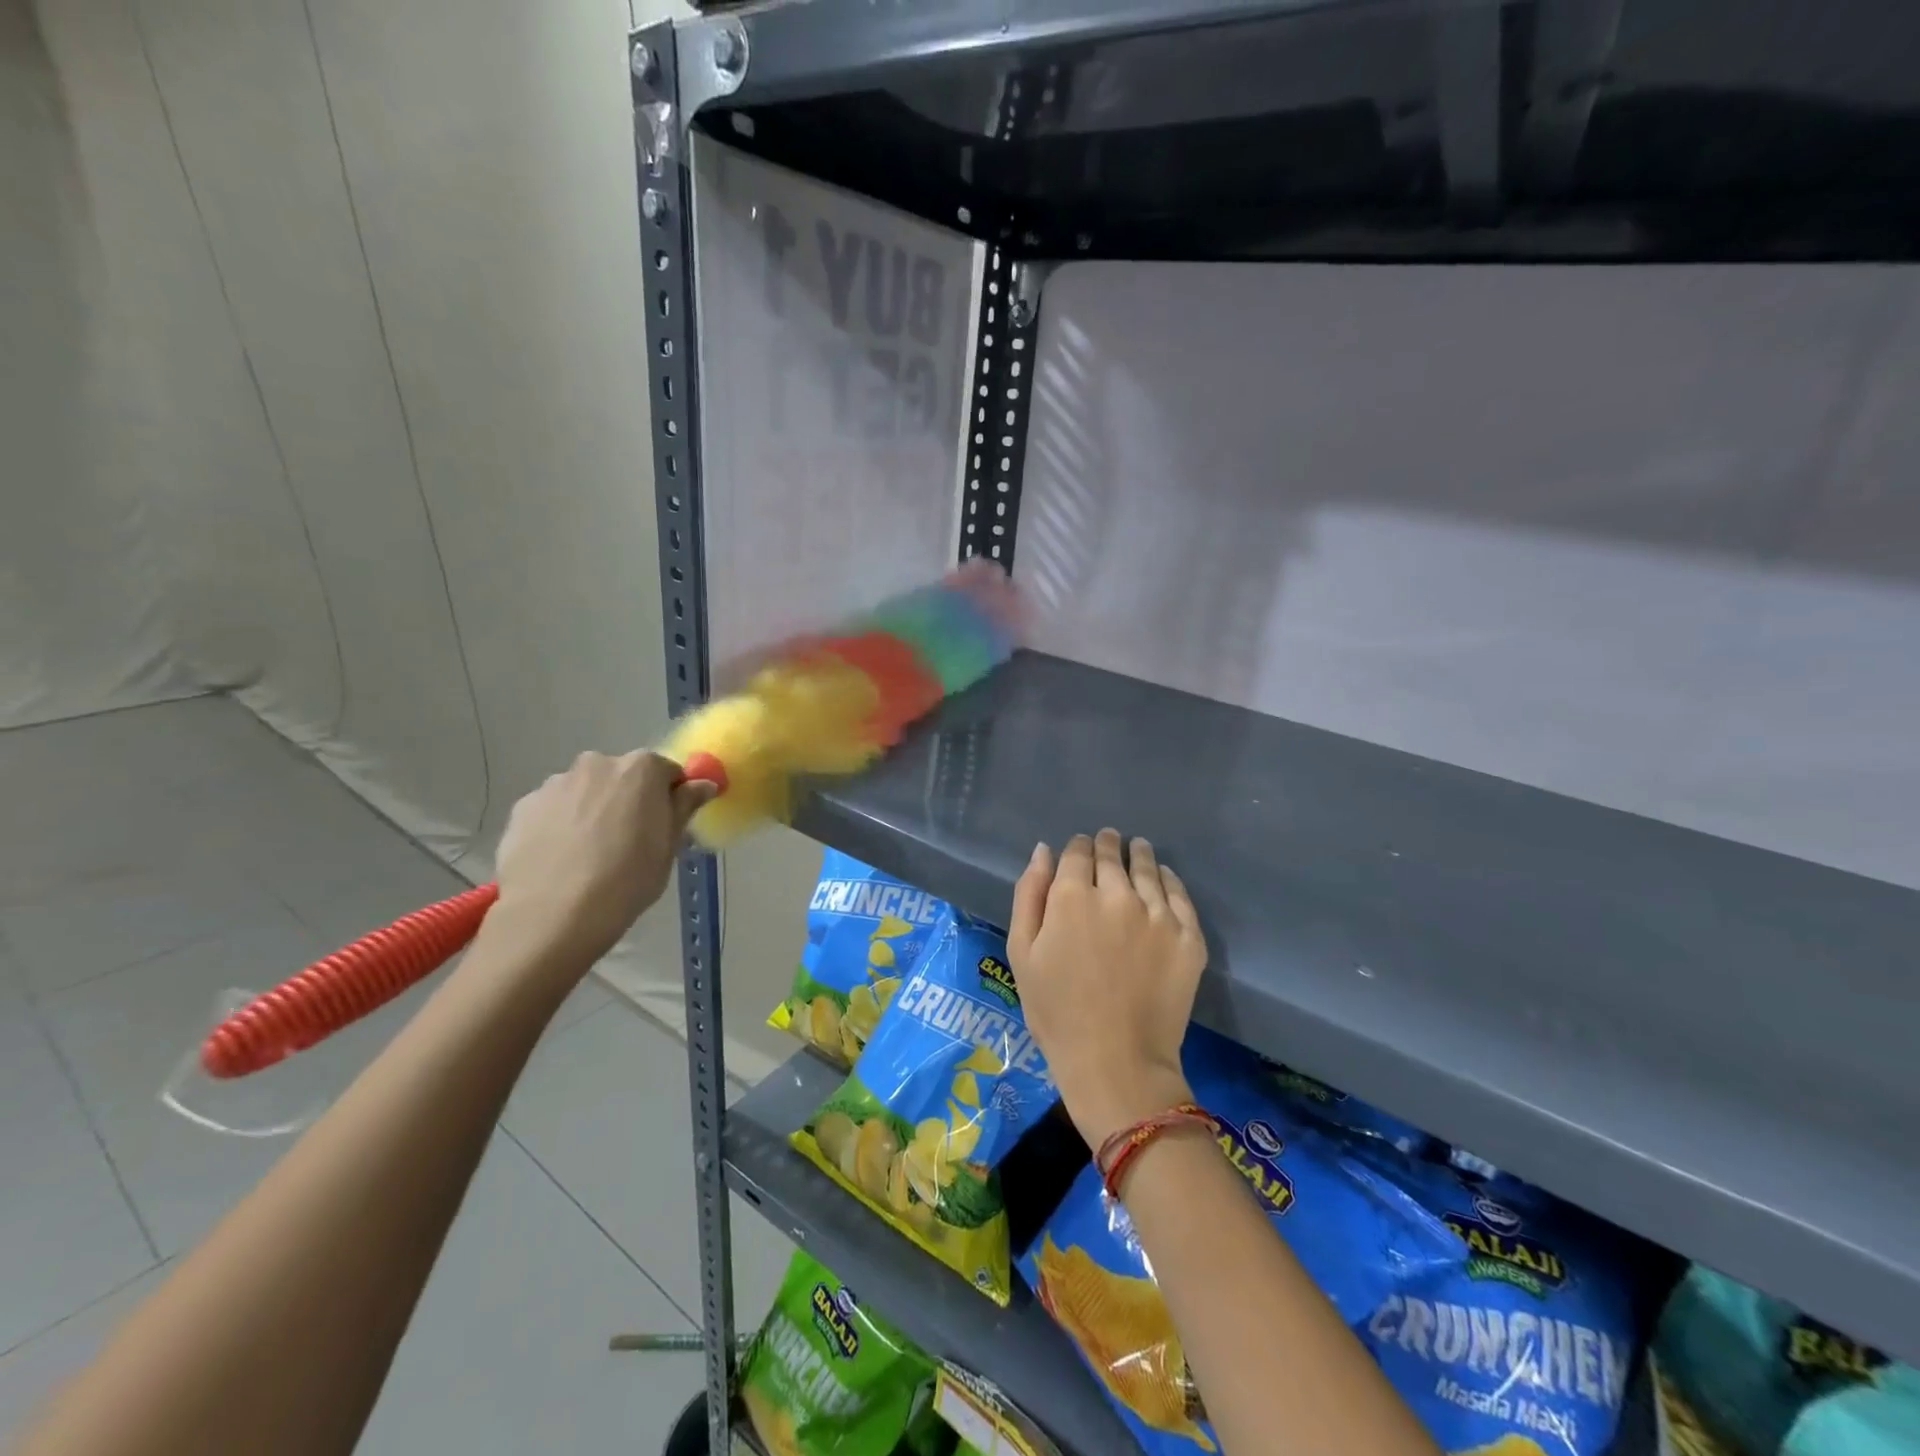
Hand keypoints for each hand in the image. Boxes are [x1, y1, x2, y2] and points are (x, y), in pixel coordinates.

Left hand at [490, 751, 716, 969]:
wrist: (553, 914)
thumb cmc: (627, 879)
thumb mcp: (668, 846)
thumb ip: (684, 806)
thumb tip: (703, 783)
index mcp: (641, 769)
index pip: (667, 771)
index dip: (669, 797)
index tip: (665, 825)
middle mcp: (597, 764)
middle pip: (622, 777)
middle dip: (628, 800)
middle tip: (629, 841)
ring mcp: (555, 783)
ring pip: (585, 792)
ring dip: (592, 810)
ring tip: (588, 855)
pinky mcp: (522, 807)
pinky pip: (554, 809)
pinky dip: (560, 825)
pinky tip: (561, 859)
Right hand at [1007, 829, 1207, 1147]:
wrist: (1115, 1062)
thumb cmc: (1056, 1011)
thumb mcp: (1022, 953)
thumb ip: (1030, 895)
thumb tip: (1044, 851)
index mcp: (1073, 896)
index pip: (1078, 852)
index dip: (1078, 846)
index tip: (1081, 848)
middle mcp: (1118, 894)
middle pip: (1113, 855)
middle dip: (1107, 845)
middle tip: (1109, 841)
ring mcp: (1158, 914)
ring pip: (1148, 868)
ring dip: (1138, 855)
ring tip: (1137, 849)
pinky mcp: (1188, 936)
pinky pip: (1179, 894)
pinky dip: (1169, 879)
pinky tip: (1163, 876)